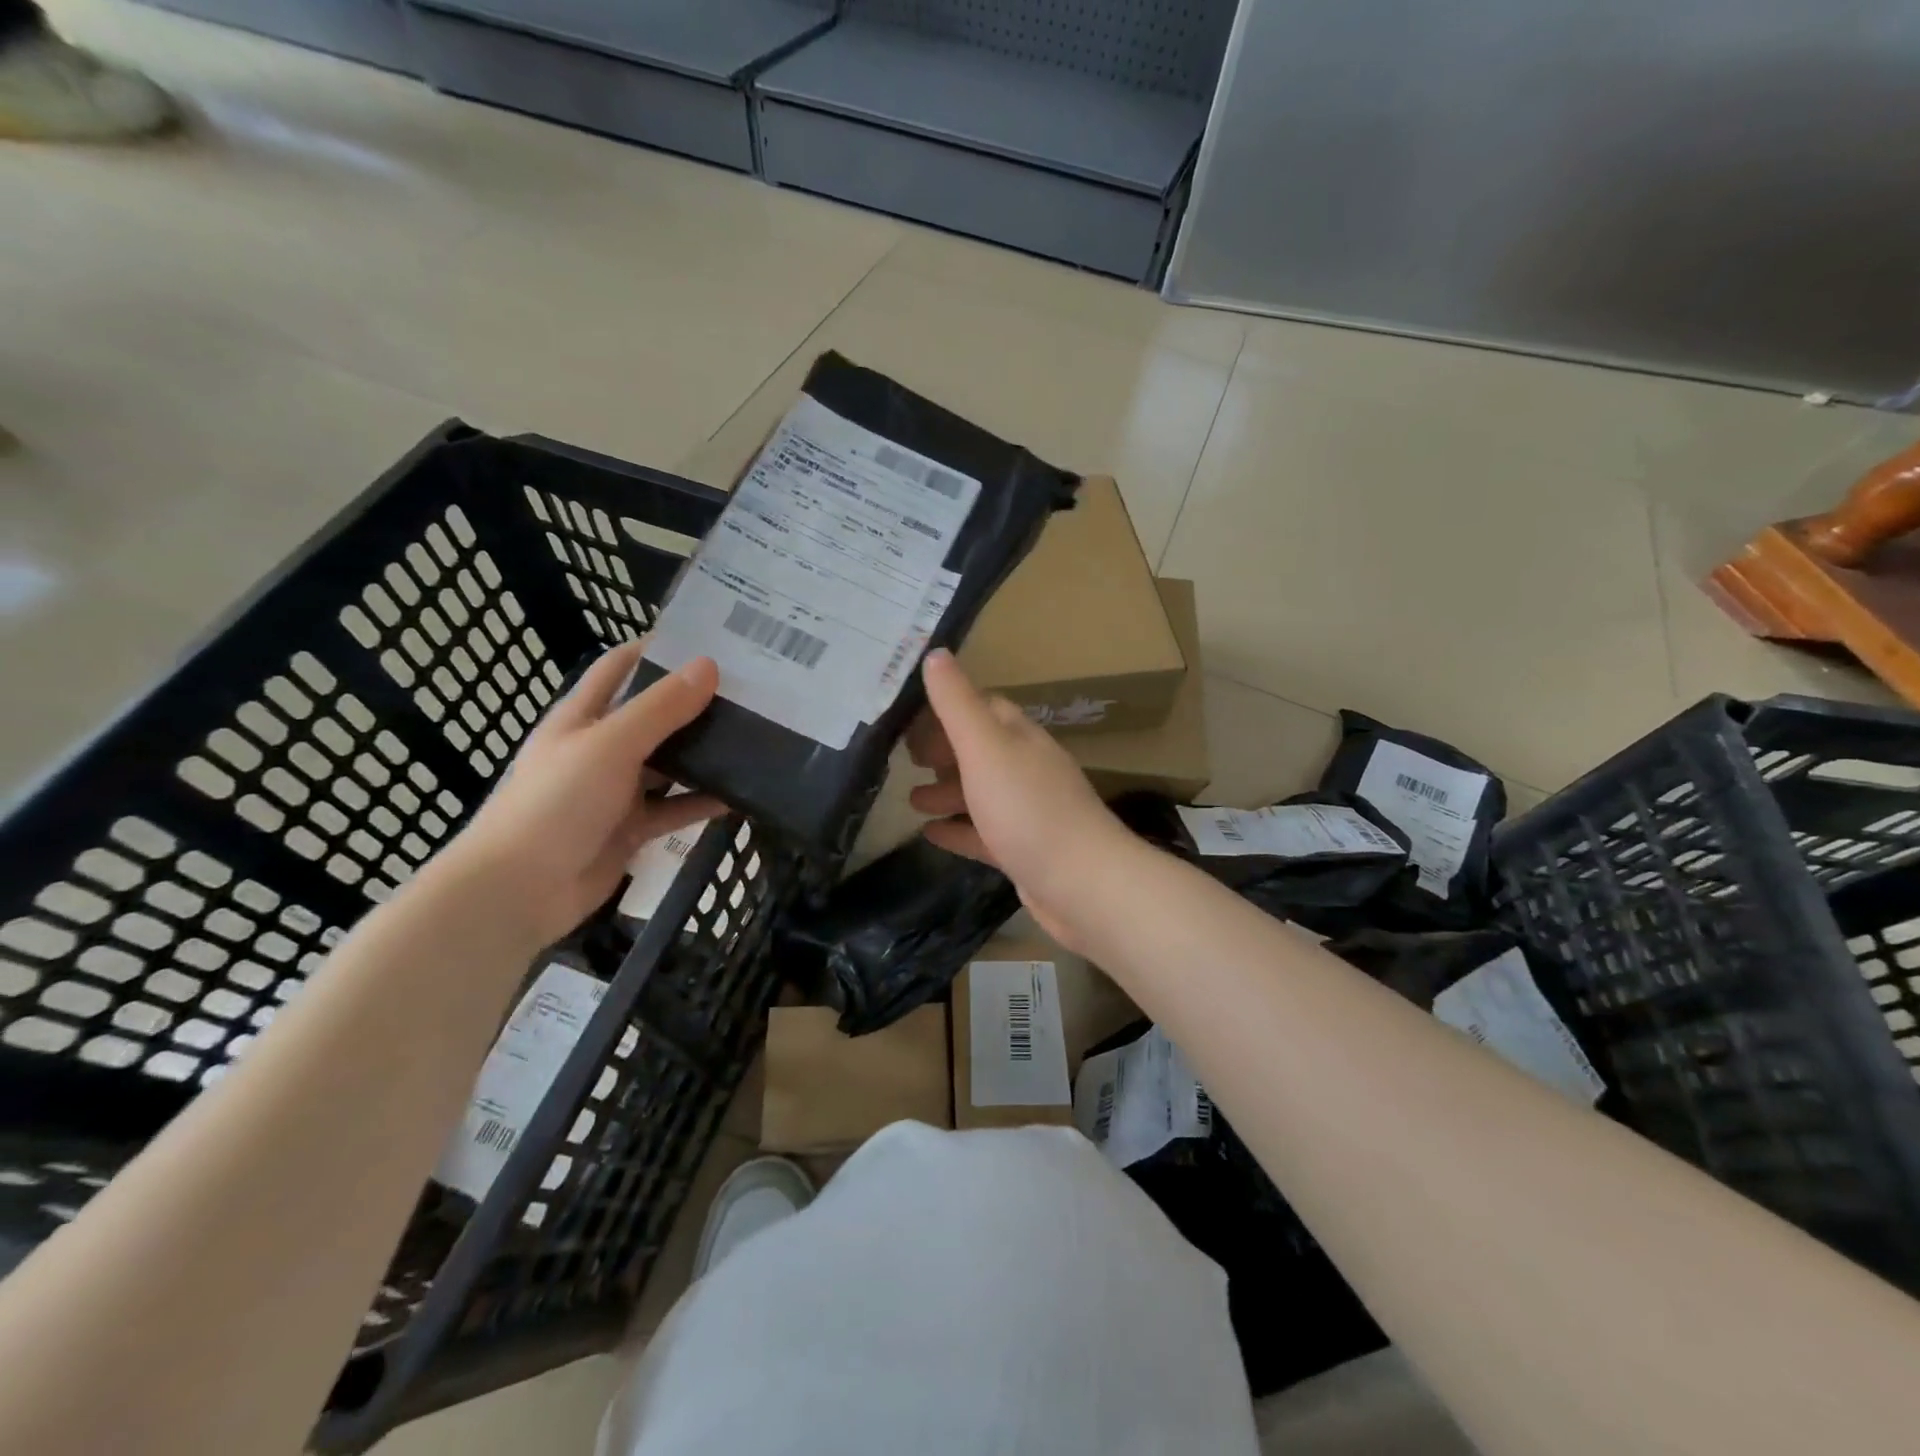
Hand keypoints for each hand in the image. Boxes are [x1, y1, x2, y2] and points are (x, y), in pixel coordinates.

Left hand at [437, 642, 722, 947]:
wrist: (520, 891)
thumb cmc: (556, 803)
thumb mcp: (610, 745)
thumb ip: (661, 708)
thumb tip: (708, 666)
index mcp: (582, 717)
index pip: (620, 668)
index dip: (657, 649)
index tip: (708, 640)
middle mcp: (601, 748)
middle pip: (654, 716)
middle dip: (695, 702)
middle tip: (749, 691)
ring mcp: (617, 791)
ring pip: (670, 764)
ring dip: (705, 754)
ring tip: (756, 737)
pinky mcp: (632, 828)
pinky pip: (676, 808)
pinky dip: (704, 802)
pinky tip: (742, 795)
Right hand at [907, 649, 1134, 950]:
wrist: (1082, 884)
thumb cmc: (1027, 808)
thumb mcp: (985, 747)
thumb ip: (957, 703)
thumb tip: (936, 653)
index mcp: (1020, 738)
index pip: (983, 708)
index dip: (946, 709)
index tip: (908, 721)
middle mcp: (1027, 768)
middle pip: (981, 750)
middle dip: (944, 752)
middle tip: (907, 760)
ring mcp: (1029, 811)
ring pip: (981, 792)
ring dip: (947, 792)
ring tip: (911, 801)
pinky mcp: (1025, 850)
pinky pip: (984, 833)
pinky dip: (958, 830)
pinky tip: (930, 835)